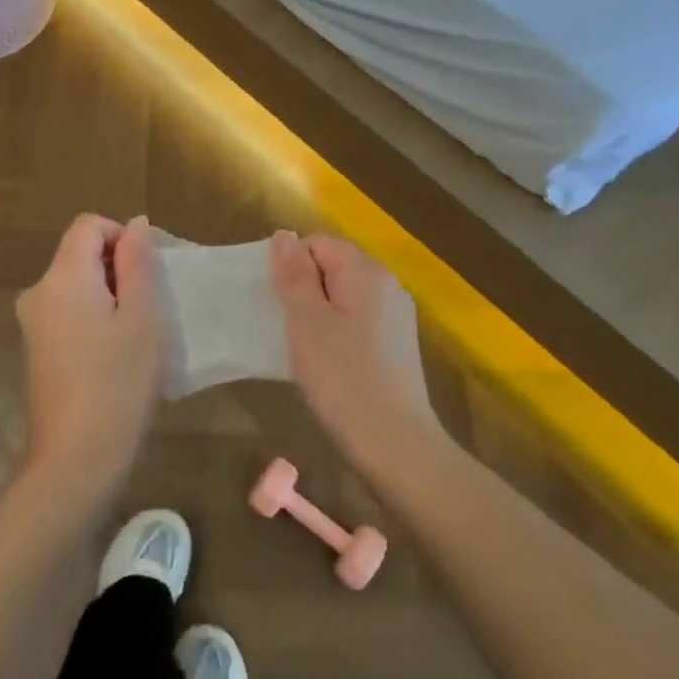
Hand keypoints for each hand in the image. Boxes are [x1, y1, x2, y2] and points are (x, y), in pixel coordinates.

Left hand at [16, 214, 162, 503]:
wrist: (75, 457)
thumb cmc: (118, 381)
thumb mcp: (141, 316)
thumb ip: (137, 262)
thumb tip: (136, 224)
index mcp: (62, 277)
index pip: (88, 225)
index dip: (121, 235)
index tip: (146, 272)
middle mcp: (38, 291)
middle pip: (79, 252)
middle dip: (117, 267)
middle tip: (147, 306)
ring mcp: (32, 322)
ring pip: (75, 283)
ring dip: (107, 293)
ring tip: (134, 333)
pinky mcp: (35, 348)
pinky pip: (66, 310)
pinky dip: (92, 316)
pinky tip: (113, 354)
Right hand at [269, 231, 437, 464]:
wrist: (395, 443)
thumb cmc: (342, 377)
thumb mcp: (306, 321)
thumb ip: (294, 274)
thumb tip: (284, 235)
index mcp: (365, 271)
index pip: (317, 243)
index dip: (291, 268)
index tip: (279, 305)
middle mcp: (387, 284)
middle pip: (333, 266)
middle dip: (305, 289)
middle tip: (289, 328)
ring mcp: (397, 314)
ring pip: (345, 295)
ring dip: (320, 313)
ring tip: (306, 348)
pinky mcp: (398, 343)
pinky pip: (359, 320)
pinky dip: (339, 332)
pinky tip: (331, 363)